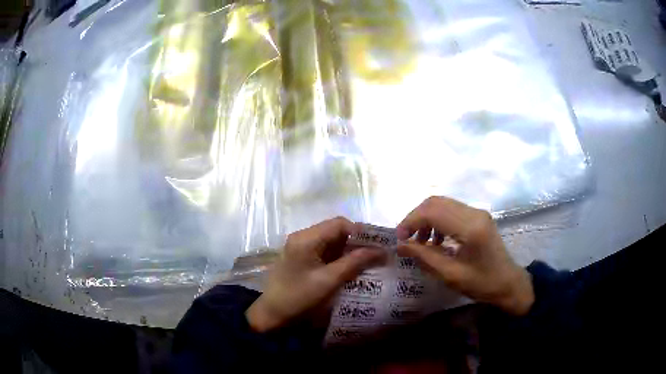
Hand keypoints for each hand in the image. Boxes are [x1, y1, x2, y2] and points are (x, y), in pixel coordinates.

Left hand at [246, 217, 385, 331]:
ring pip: (332, 241)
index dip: (361, 231)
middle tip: (377, 254)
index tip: (379, 245)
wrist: (272, 314)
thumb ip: (355, 262)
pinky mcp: (302, 258)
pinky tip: (352, 267)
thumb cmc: (299, 297)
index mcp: (306, 238)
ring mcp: (301, 247)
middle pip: (336, 231)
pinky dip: (340, 257)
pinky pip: (325, 251)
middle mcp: (303, 237)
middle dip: (357, 241)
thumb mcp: (329, 280)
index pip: (339, 224)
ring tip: (369, 261)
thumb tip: (382, 251)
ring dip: (350, 250)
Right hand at [396, 197, 533, 314]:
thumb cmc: (482, 283)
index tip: (399, 238)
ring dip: (426, 218)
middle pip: (436, 202)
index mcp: (470, 228)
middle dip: (416, 217)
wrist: (508, 282)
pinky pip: (451, 210)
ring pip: (442, 203)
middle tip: (406, 238)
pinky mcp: (478, 216)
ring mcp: (477, 212)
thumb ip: (424, 257)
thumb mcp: (450, 275)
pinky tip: (436, 240)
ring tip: (420, 241)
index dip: (410, 221)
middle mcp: (474, 213)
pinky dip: (437, 220)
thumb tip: (400, 245)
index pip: (432, 211)